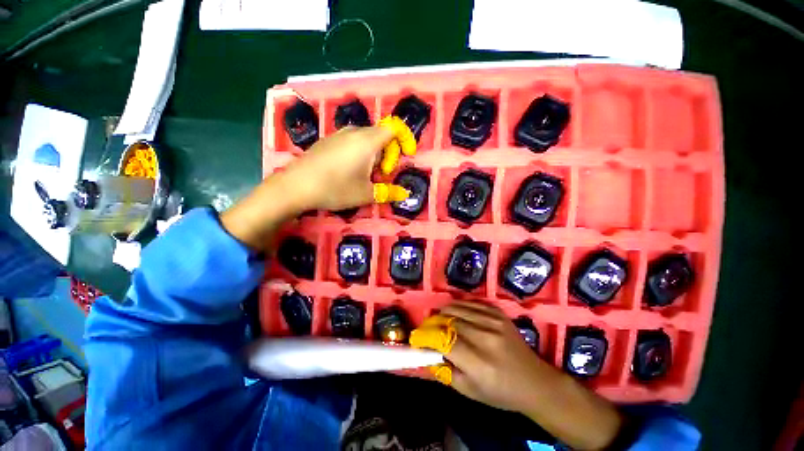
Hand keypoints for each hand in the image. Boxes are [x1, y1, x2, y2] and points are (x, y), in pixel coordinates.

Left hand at [281, 121, 413, 211]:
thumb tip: (404, 194)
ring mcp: (338, 134)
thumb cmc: (336, 188)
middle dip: (388, 153)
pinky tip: (349, 171)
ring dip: (374, 155)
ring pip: (366, 139)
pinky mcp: (328, 140)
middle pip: (381, 135)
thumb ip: (388, 192)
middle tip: (382, 174)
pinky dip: (360, 153)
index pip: (394, 128)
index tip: (407, 156)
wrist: (295, 186)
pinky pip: (352, 141)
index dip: (405, 139)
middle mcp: (354, 132)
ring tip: (366, 175)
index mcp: (368, 141)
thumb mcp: (366, 194)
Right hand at [437, 301, 548, 412]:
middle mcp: (486, 337)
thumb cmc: (501, 393)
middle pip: (449, 320)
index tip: (417, 337)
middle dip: (433, 322)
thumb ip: (445, 372)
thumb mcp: (469, 391)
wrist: (535, 382)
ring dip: (443, 311)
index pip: (444, 340)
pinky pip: (472, 302)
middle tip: (426, 327)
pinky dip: (459, 305)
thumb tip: (427, 353)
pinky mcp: (499, 314)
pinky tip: (454, 311)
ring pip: (459, 308)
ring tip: (438, 318)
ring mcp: (494, 322)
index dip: (427, 336)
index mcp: (479, 362)